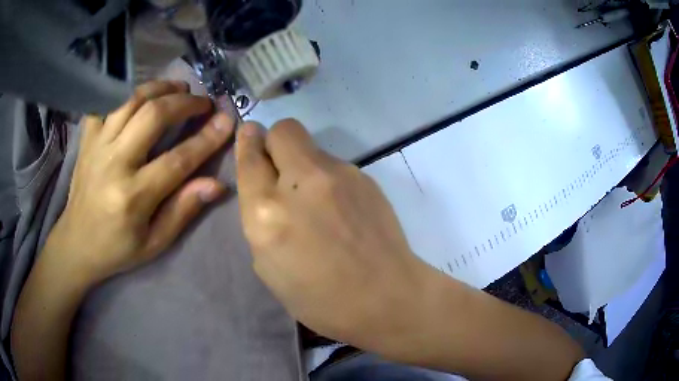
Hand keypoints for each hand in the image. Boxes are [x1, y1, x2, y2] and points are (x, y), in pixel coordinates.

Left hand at [47, 81, 234, 284]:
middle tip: (202, 102)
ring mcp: (97, 146)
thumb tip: (216, 184)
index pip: (177, 160)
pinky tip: (141, 94)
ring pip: (131, 100)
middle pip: (153, 116)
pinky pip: (106, 102)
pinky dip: (125, 91)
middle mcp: (114, 163)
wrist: (76, 243)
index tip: (227, 120)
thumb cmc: (117, 248)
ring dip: (160, 88)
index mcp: (133, 197)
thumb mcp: (154, 243)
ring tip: (179, 88)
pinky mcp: (87, 139)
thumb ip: (183, 210)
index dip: (206, 138)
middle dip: (185, 103)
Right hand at [235, 119, 433, 349]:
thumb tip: (265, 187)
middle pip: (284, 130)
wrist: (387, 297)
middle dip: (275, 142)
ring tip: (317, 201)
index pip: (250, 159)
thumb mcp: (269, 267)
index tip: (248, 135)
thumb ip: (260, 220)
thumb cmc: (321, 299)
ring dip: (303, 165)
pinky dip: (328, 179)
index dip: (246, 144)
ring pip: (311, 147)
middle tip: (280, 169)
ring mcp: (340, 175)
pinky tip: (340, 208)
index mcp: (268, 213)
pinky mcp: (365, 177)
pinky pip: (335, 166)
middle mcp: (302, 183)